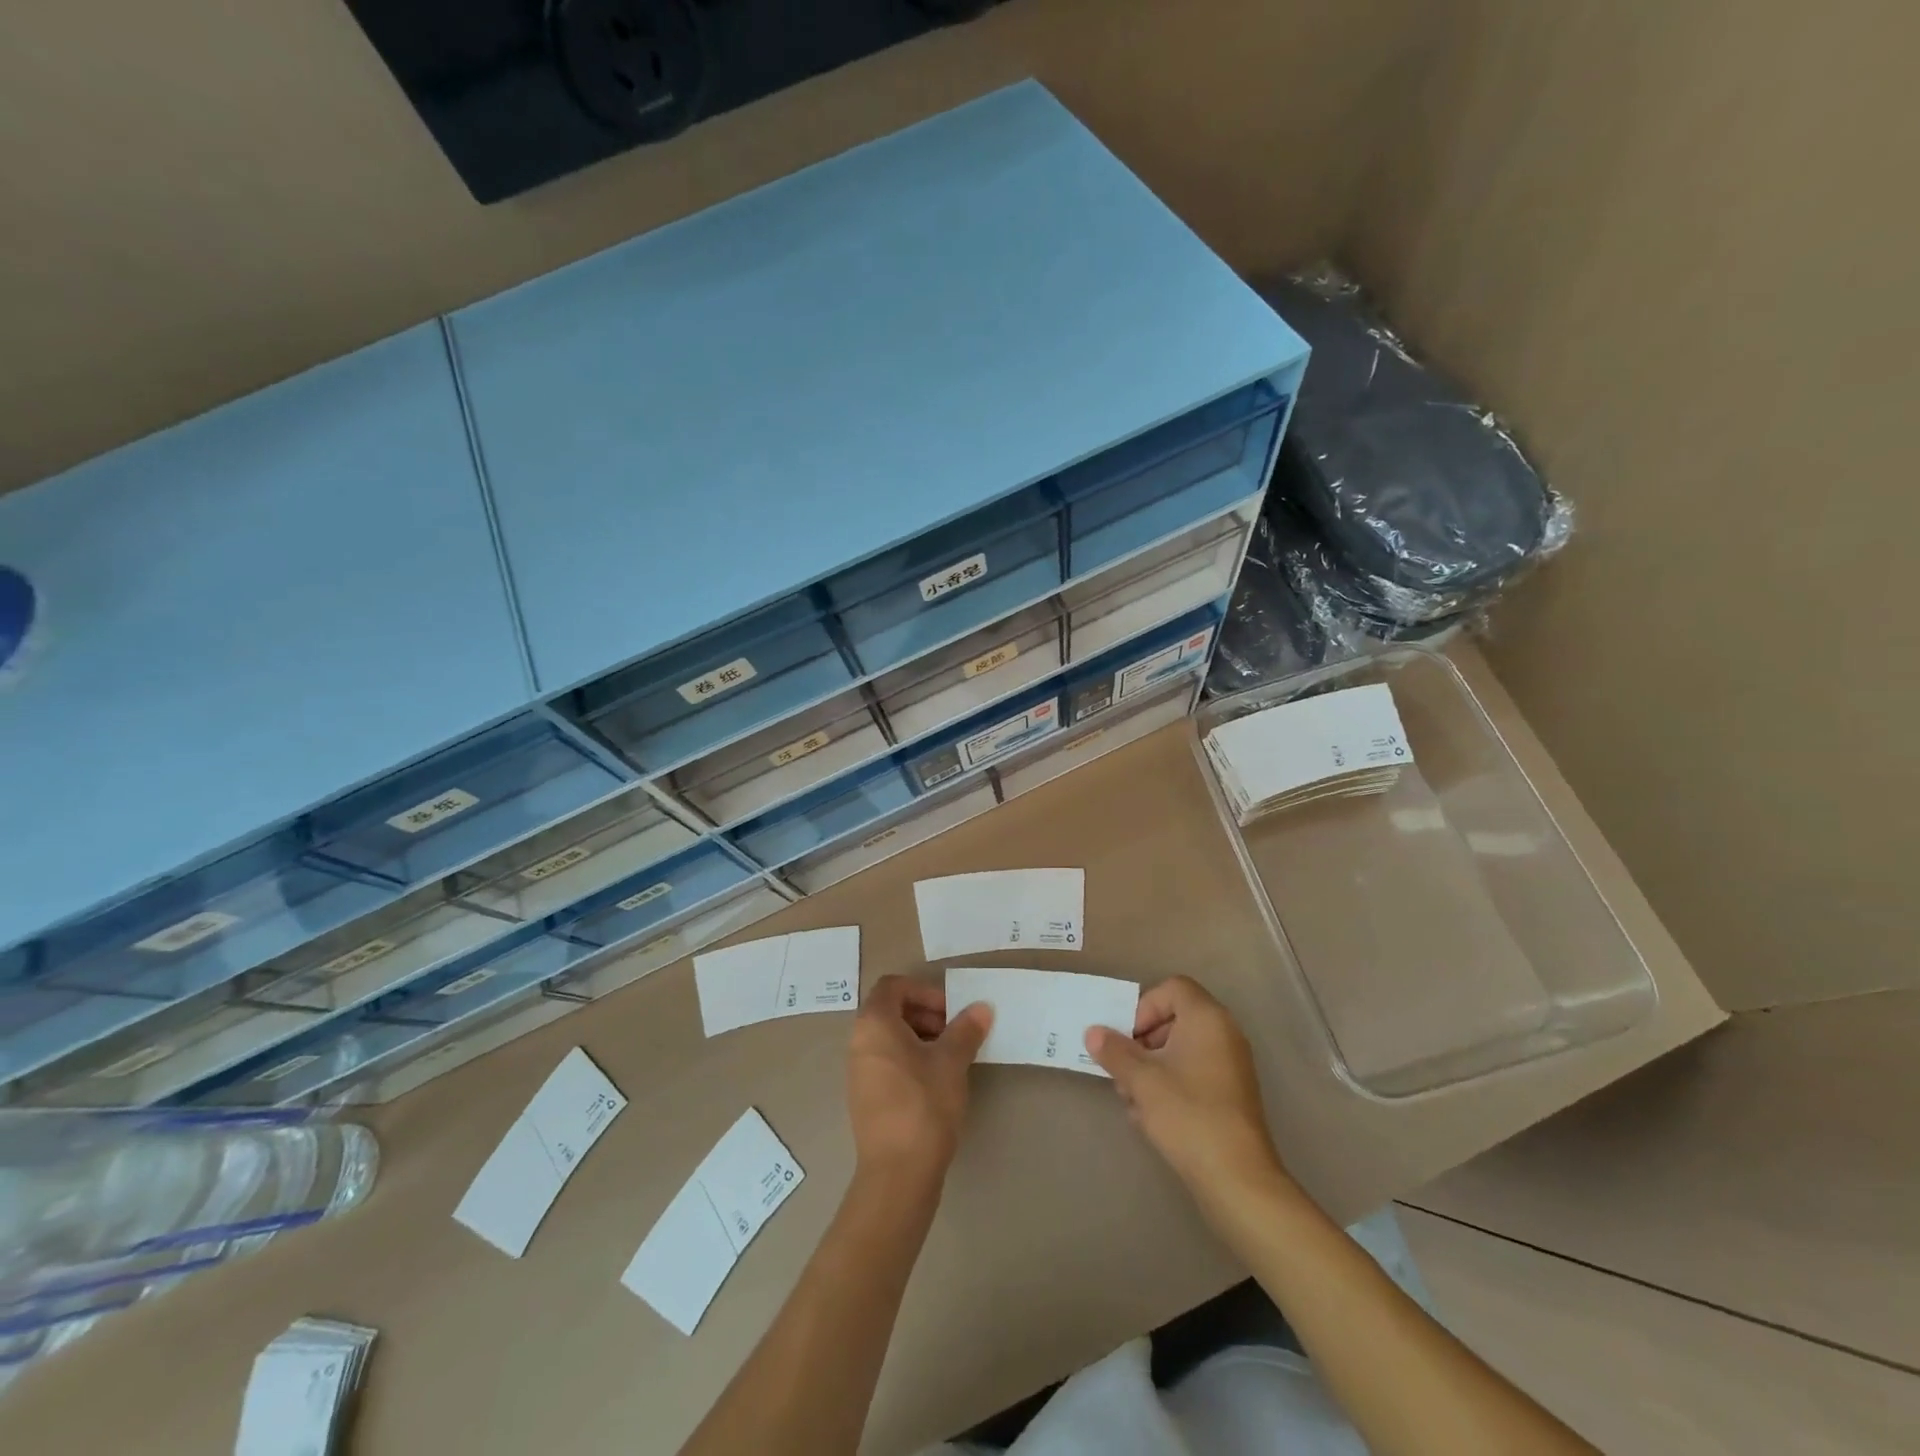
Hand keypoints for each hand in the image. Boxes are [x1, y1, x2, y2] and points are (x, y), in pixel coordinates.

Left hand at [847, 975, 992, 1184]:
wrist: (898, 1174)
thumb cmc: (924, 1104)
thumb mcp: (951, 1061)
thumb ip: (966, 1029)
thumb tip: (981, 1007)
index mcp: (874, 1023)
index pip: (894, 986)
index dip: (924, 991)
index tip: (951, 1011)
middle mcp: (859, 1042)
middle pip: (891, 1010)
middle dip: (926, 1014)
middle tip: (956, 1033)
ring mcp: (859, 1071)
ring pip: (890, 1038)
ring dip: (922, 1038)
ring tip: (952, 1058)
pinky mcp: (866, 1097)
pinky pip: (888, 1062)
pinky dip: (911, 1060)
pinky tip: (937, 1082)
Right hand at [1085, 976, 1292, 1205]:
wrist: (1237, 1179)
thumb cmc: (1188, 1114)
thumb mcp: (1141, 1080)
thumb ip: (1114, 1051)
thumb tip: (1093, 1033)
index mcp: (1207, 1018)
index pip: (1172, 989)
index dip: (1144, 1007)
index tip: (1128, 1039)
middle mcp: (1224, 1034)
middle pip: (1174, 1019)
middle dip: (1142, 1042)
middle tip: (1122, 1069)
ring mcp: (1231, 1065)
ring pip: (1180, 1050)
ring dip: (1151, 1067)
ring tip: (1131, 1099)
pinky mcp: (1230, 1095)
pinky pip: (1193, 1073)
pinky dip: (1170, 1085)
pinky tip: (1149, 1116)